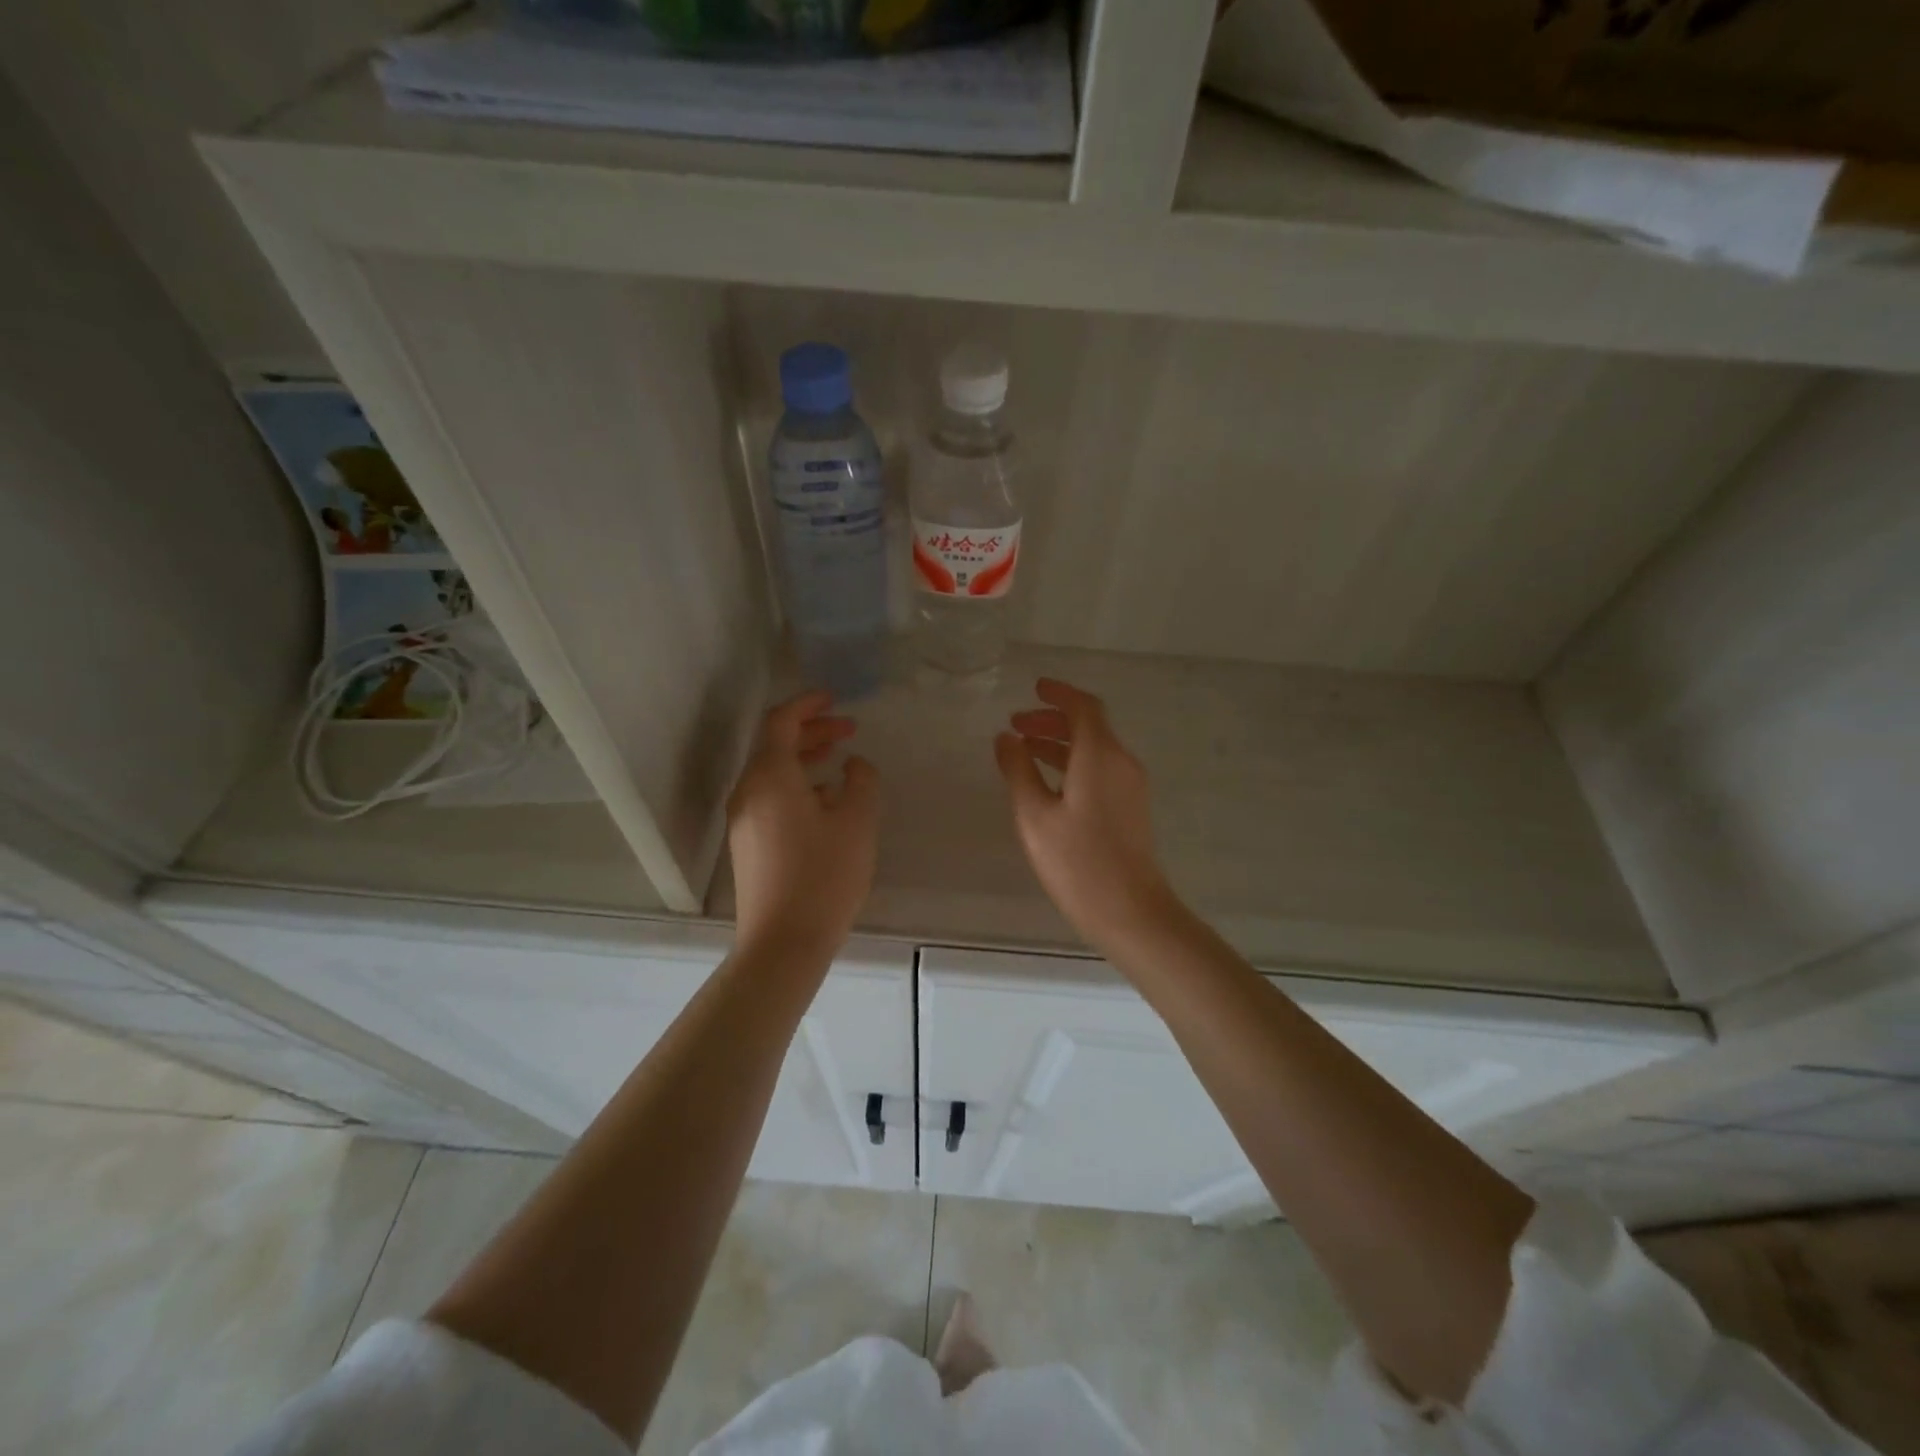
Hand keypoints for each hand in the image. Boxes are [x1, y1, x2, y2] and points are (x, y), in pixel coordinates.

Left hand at [728, 692, 878, 960]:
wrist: (783, 942)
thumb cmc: (824, 876)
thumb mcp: (857, 822)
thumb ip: (862, 781)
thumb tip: (855, 765)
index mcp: (770, 777)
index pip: (781, 722)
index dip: (808, 705)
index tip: (835, 698)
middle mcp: (748, 792)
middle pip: (775, 746)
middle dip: (812, 731)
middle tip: (849, 729)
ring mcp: (743, 820)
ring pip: (772, 773)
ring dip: (805, 758)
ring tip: (840, 760)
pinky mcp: (747, 844)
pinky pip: (770, 797)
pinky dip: (796, 784)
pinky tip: (825, 801)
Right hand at [995, 678, 1182, 950]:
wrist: (1130, 911)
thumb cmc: (1077, 862)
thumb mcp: (1034, 815)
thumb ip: (1018, 770)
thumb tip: (1006, 738)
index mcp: (1100, 755)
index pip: (1083, 707)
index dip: (1058, 693)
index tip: (1033, 688)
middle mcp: (1121, 762)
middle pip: (1090, 725)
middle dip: (1052, 719)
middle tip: (1016, 725)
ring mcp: (1130, 785)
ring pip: (1095, 748)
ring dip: (1061, 742)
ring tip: (1024, 750)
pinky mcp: (1131, 807)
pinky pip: (1101, 768)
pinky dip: (1074, 762)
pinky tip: (1048, 781)